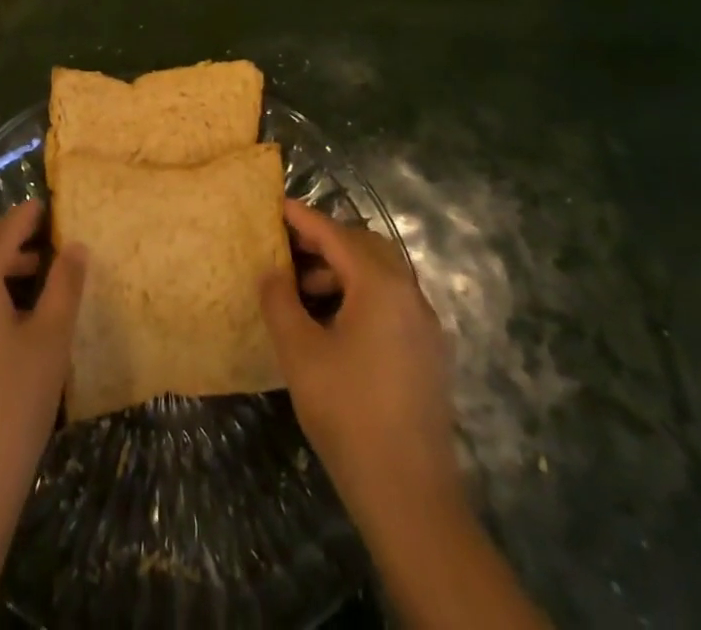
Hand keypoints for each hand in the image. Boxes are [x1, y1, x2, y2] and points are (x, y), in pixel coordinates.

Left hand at [0, 199, 86, 533]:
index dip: (25, 216)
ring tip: (30, 271)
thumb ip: (64, 285)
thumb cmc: (13, 404)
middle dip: (1, 232)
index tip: (45, 205)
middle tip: (37, 236)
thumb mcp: (50, 340)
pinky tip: (4, 307)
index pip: (1, 233)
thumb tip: (75, 246)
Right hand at [260, 199, 461, 533]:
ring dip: (342, 270)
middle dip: (324, 241)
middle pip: (364, 246)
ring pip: (381, 274)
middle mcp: (410, 294)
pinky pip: (392, 301)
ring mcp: (424, 324)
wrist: (410, 495)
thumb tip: (272, 272)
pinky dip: (361, 294)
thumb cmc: (348, 413)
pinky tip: (333, 322)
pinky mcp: (428, 352)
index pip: (335, 235)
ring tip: (302, 291)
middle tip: (286, 249)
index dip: (302, 218)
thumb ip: (280, 301)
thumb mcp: (300, 352)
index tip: (274, 204)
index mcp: (381, 285)